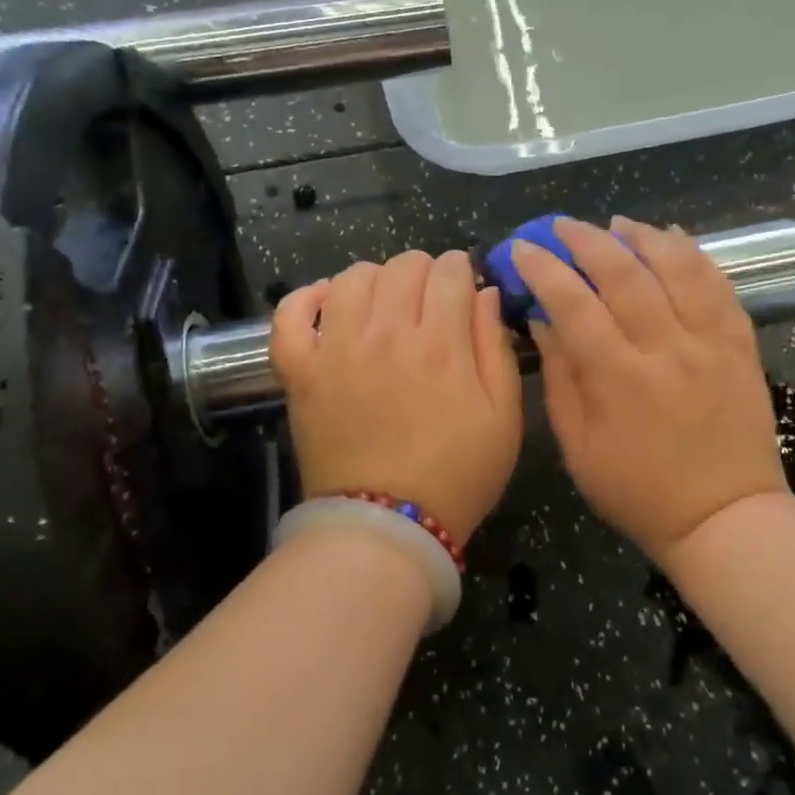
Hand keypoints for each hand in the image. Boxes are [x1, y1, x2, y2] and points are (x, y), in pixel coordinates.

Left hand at [270, 250, 522, 543]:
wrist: (386, 528)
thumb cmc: (457, 476)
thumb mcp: (504, 418)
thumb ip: (496, 348)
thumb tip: (485, 294)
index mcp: (440, 343)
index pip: (450, 272)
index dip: (462, 269)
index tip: (465, 284)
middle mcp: (385, 333)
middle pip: (403, 266)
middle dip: (425, 270)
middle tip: (431, 298)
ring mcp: (336, 349)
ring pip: (352, 277)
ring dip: (376, 278)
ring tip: (385, 303)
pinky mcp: (300, 371)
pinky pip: (290, 315)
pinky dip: (307, 298)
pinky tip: (328, 302)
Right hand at [513, 217, 787, 557]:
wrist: (725, 517)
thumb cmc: (638, 492)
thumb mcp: (579, 447)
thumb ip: (560, 378)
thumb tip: (542, 320)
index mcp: (619, 379)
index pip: (573, 304)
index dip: (544, 269)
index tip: (525, 247)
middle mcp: (666, 349)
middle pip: (624, 273)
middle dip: (587, 240)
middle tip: (565, 226)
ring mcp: (710, 343)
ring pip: (677, 267)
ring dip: (643, 237)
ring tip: (619, 224)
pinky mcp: (741, 345)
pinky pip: (719, 285)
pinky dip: (695, 255)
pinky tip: (674, 239)